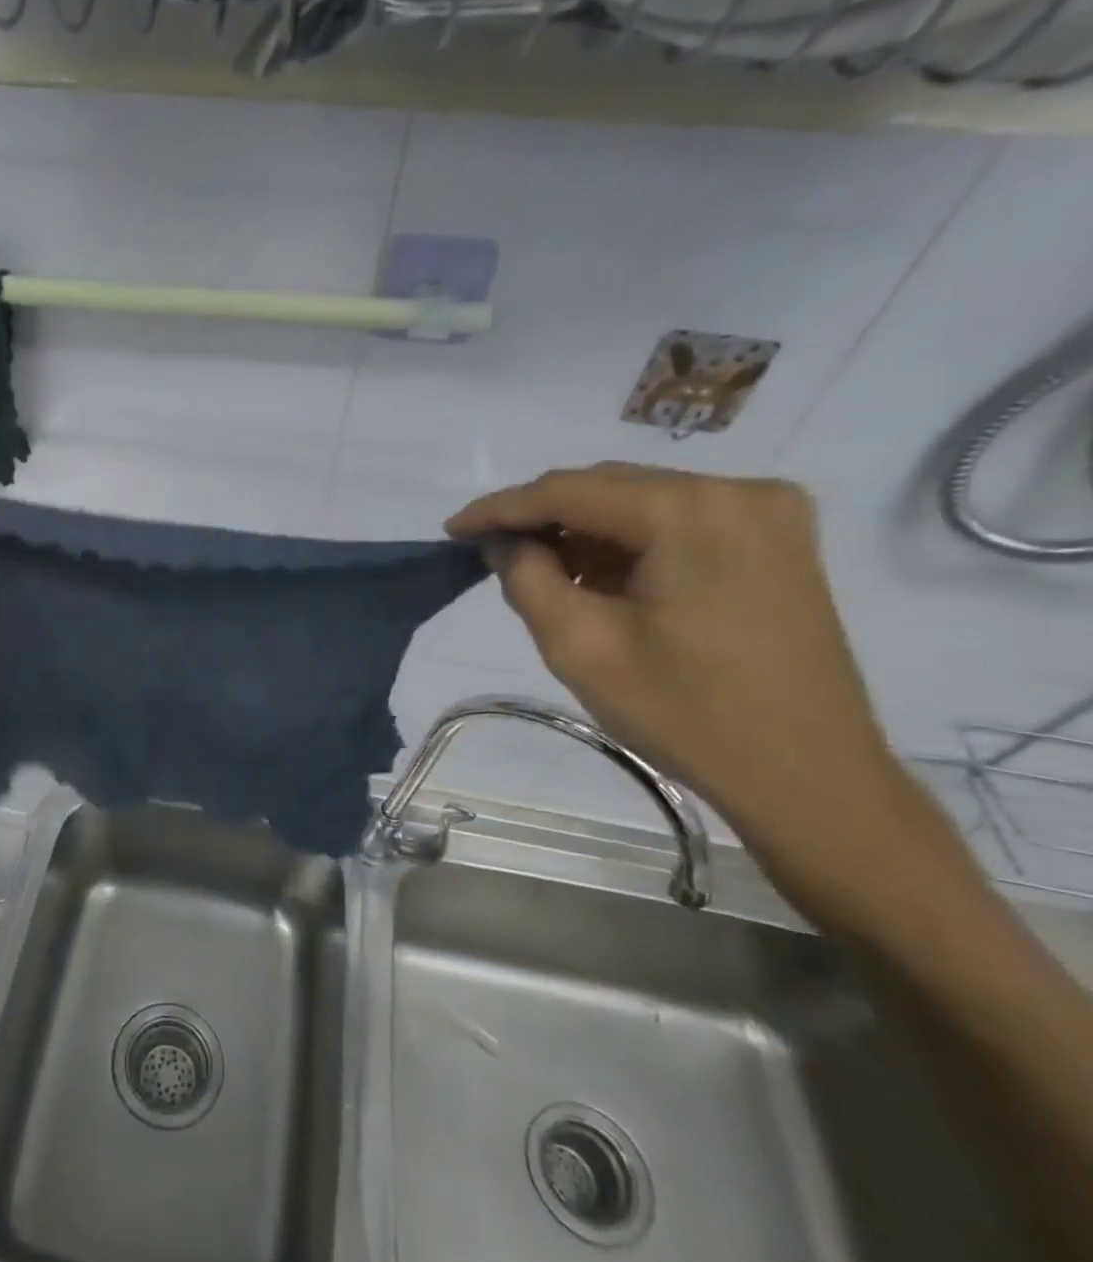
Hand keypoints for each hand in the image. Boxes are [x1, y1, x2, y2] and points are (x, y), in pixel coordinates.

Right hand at [447, 464, 976, 925]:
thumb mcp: (580, 647)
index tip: (453, 530)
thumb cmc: (686, 714)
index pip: (570, 489)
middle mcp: (737, 491)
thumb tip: (506, 543)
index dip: (502, 508)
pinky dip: (627, 543)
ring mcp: (767, 512)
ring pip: (641, 501)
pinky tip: (599, 578)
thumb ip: (527, 579)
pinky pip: (677, 522)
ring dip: (584, 532)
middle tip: (490, 553)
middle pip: (609, 486)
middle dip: (543, 516)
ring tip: (540, 571)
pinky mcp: (777, 541)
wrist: (808, 775)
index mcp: (690, 511)